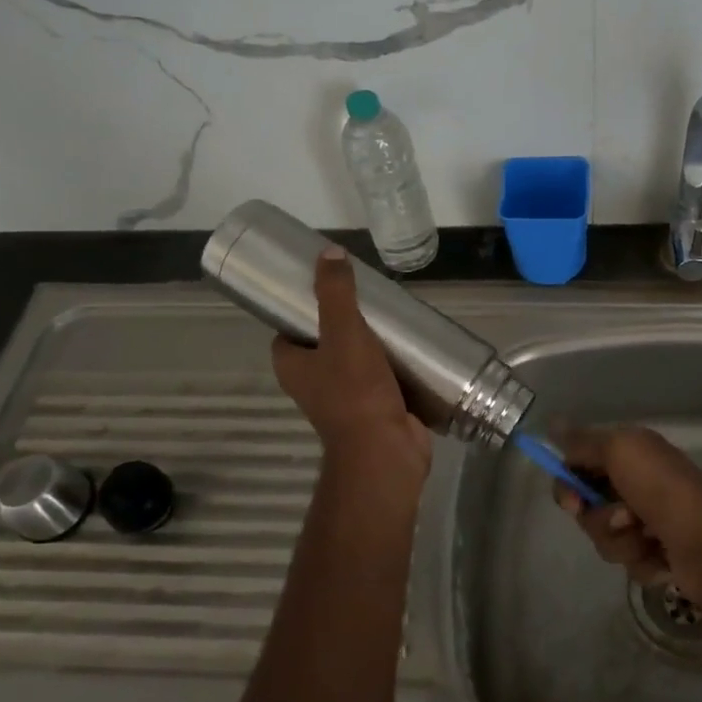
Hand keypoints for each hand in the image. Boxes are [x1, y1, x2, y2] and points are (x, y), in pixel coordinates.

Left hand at [271, 247, 431, 485]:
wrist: (386, 449)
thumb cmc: (354, 392)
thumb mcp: (343, 333)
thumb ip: (336, 293)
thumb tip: (329, 252)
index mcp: (293, 367)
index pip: (288, 330)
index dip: (302, 308)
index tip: (327, 287)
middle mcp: (314, 383)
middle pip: (326, 342)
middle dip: (347, 321)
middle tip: (370, 297)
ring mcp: (346, 398)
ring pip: (357, 359)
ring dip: (374, 342)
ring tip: (394, 315)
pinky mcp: (376, 407)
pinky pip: (383, 377)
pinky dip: (395, 363)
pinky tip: (413, 344)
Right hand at [550, 427, 701, 607]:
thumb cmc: (663, 490)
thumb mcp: (619, 450)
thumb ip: (583, 441)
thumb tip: (553, 421)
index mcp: (630, 453)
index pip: (579, 463)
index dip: (569, 483)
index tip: (572, 500)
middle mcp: (636, 482)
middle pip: (587, 504)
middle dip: (598, 517)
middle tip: (622, 519)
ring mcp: (647, 521)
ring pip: (604, 536)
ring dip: (621, 542)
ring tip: (648, 539)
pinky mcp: (657, 555)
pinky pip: (627, 560)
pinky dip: (641, 561)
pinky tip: (662, 558)